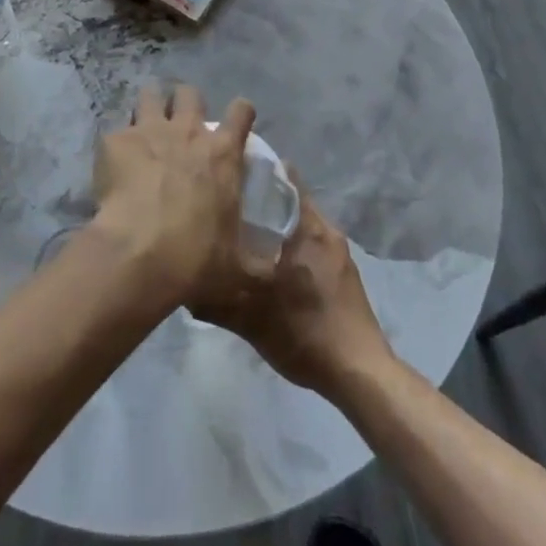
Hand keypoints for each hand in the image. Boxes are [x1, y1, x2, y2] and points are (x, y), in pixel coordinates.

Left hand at [92, 84, 261, 310]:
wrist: (138, 255)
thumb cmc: (195, 259)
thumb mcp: (238, 270)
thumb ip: (261, 268)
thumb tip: (281, 274)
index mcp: (222, 153)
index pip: (241, 111)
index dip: (241, 113)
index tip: (237, 123)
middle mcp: (188, 131)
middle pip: (189, 93)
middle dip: (185, 103)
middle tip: (180, 126)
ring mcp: (149, 131)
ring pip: (150, 95)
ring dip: (150, 107)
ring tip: (144, 128)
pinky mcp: (115, 141)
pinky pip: (116, 130)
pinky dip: (116, 144)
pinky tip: (112, 163)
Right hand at [200, 187, 395, 401]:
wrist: (360, 375)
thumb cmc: (307, 333)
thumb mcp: (252, 319)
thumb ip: (216, 301)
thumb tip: (185, 287)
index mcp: (310, 227)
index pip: (284, 178)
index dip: (257, 170)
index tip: (229, 172)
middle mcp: (327, 231)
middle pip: (290, 200)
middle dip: (261, 201)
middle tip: (227, 206)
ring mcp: (339, 254)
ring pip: (300, 225)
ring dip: (275, 226)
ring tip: (242, 235)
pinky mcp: (343, 275)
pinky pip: (310, 246)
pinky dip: (289, 246)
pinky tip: (269, 266)